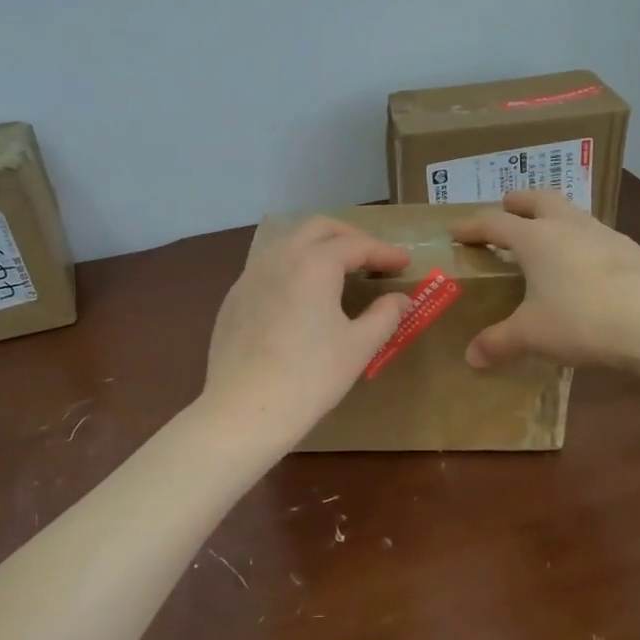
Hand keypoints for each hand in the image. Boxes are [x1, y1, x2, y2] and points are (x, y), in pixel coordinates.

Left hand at [201, 217, 411, 447]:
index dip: (384, 253)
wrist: (244, 410)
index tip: (405, 264)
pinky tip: (301, 297)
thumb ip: (385, 315)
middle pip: (318, 229)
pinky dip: (293, 269)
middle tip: (372, 259)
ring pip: (288, 244)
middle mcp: (279, 257)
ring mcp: (250, 276)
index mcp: (313, 263)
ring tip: (339, 272)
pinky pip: (268, 268)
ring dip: (318, 249)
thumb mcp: (358, 346)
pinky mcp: (234, 299)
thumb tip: (400, 299)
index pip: (357, 245)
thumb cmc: (310, 377)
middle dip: (350, 237)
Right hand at [451, 190, 639, 368]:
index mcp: (537, 239)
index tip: (456, 230)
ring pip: (573, 213)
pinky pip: (598, 237)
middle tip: (507, 208)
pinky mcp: (633, 251)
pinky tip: (585, 268)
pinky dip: (582, 243)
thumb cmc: (580, 321)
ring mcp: (605, 234)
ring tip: (547, 239)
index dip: (472, 226)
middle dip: (519, 201)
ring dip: (554, 218)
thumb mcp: (531, 335)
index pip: (495, 223)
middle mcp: (569, 226)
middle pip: (540, 199)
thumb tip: (472, 358)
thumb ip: (498, 342)